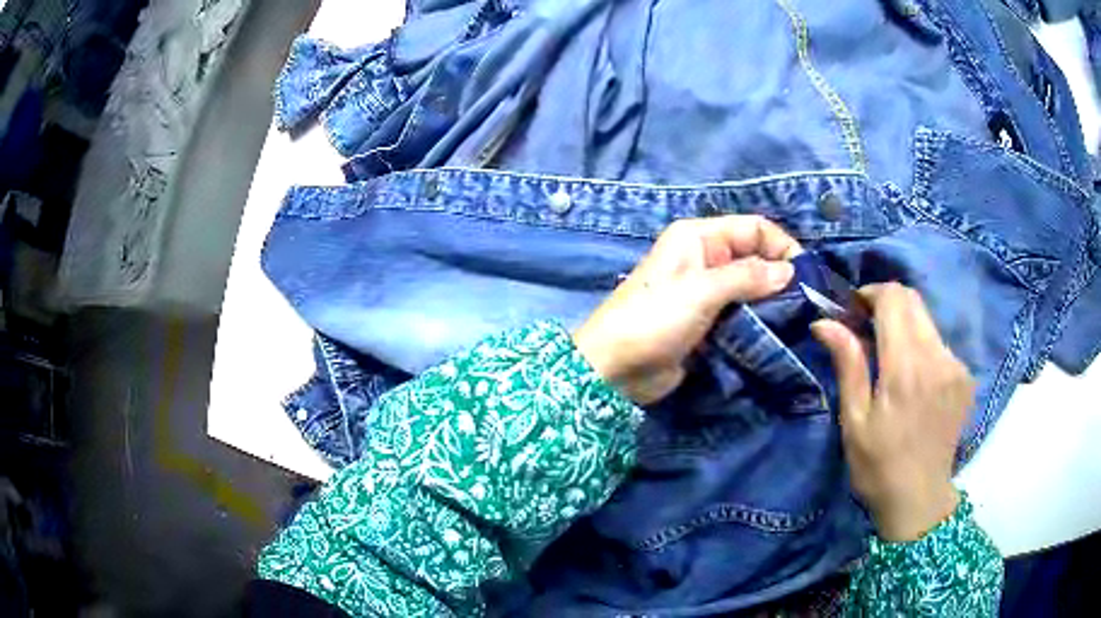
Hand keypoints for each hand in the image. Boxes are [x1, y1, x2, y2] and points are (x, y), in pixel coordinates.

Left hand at [574, 215, 801, 404]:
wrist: (615, 369)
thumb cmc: (654, 318)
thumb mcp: (702, 290)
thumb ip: (748, 276)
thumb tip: (790, 270)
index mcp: (699, 237)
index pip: (754, 228)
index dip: (782, 246)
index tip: (806, 275)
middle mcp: (705, 258)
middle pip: (756, 258)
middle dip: (781, 276)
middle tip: (807, 303)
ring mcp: (707, 292)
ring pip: (752, 289)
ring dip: (773, 303)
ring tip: (798, 321)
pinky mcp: (708, 323)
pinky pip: (742, 315)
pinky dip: (759, 322)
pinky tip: (778, 335)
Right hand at [811, 283, 974, 541]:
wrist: (919, 500)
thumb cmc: (878, 467)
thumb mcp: (854, 421)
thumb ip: (848, 364)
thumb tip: (825, 322)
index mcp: (906, 369)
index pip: (894, 299)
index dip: (871, 293)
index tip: (853, 311)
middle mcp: (937, 357)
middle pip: (913, 301)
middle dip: (887, 304)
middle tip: (866, 330)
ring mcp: (956, 367)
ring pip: (927, 321)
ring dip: (905, 326)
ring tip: (889, 358)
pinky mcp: (965, 377)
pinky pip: (940, 343)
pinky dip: (921, 346)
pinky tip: (912, 378)